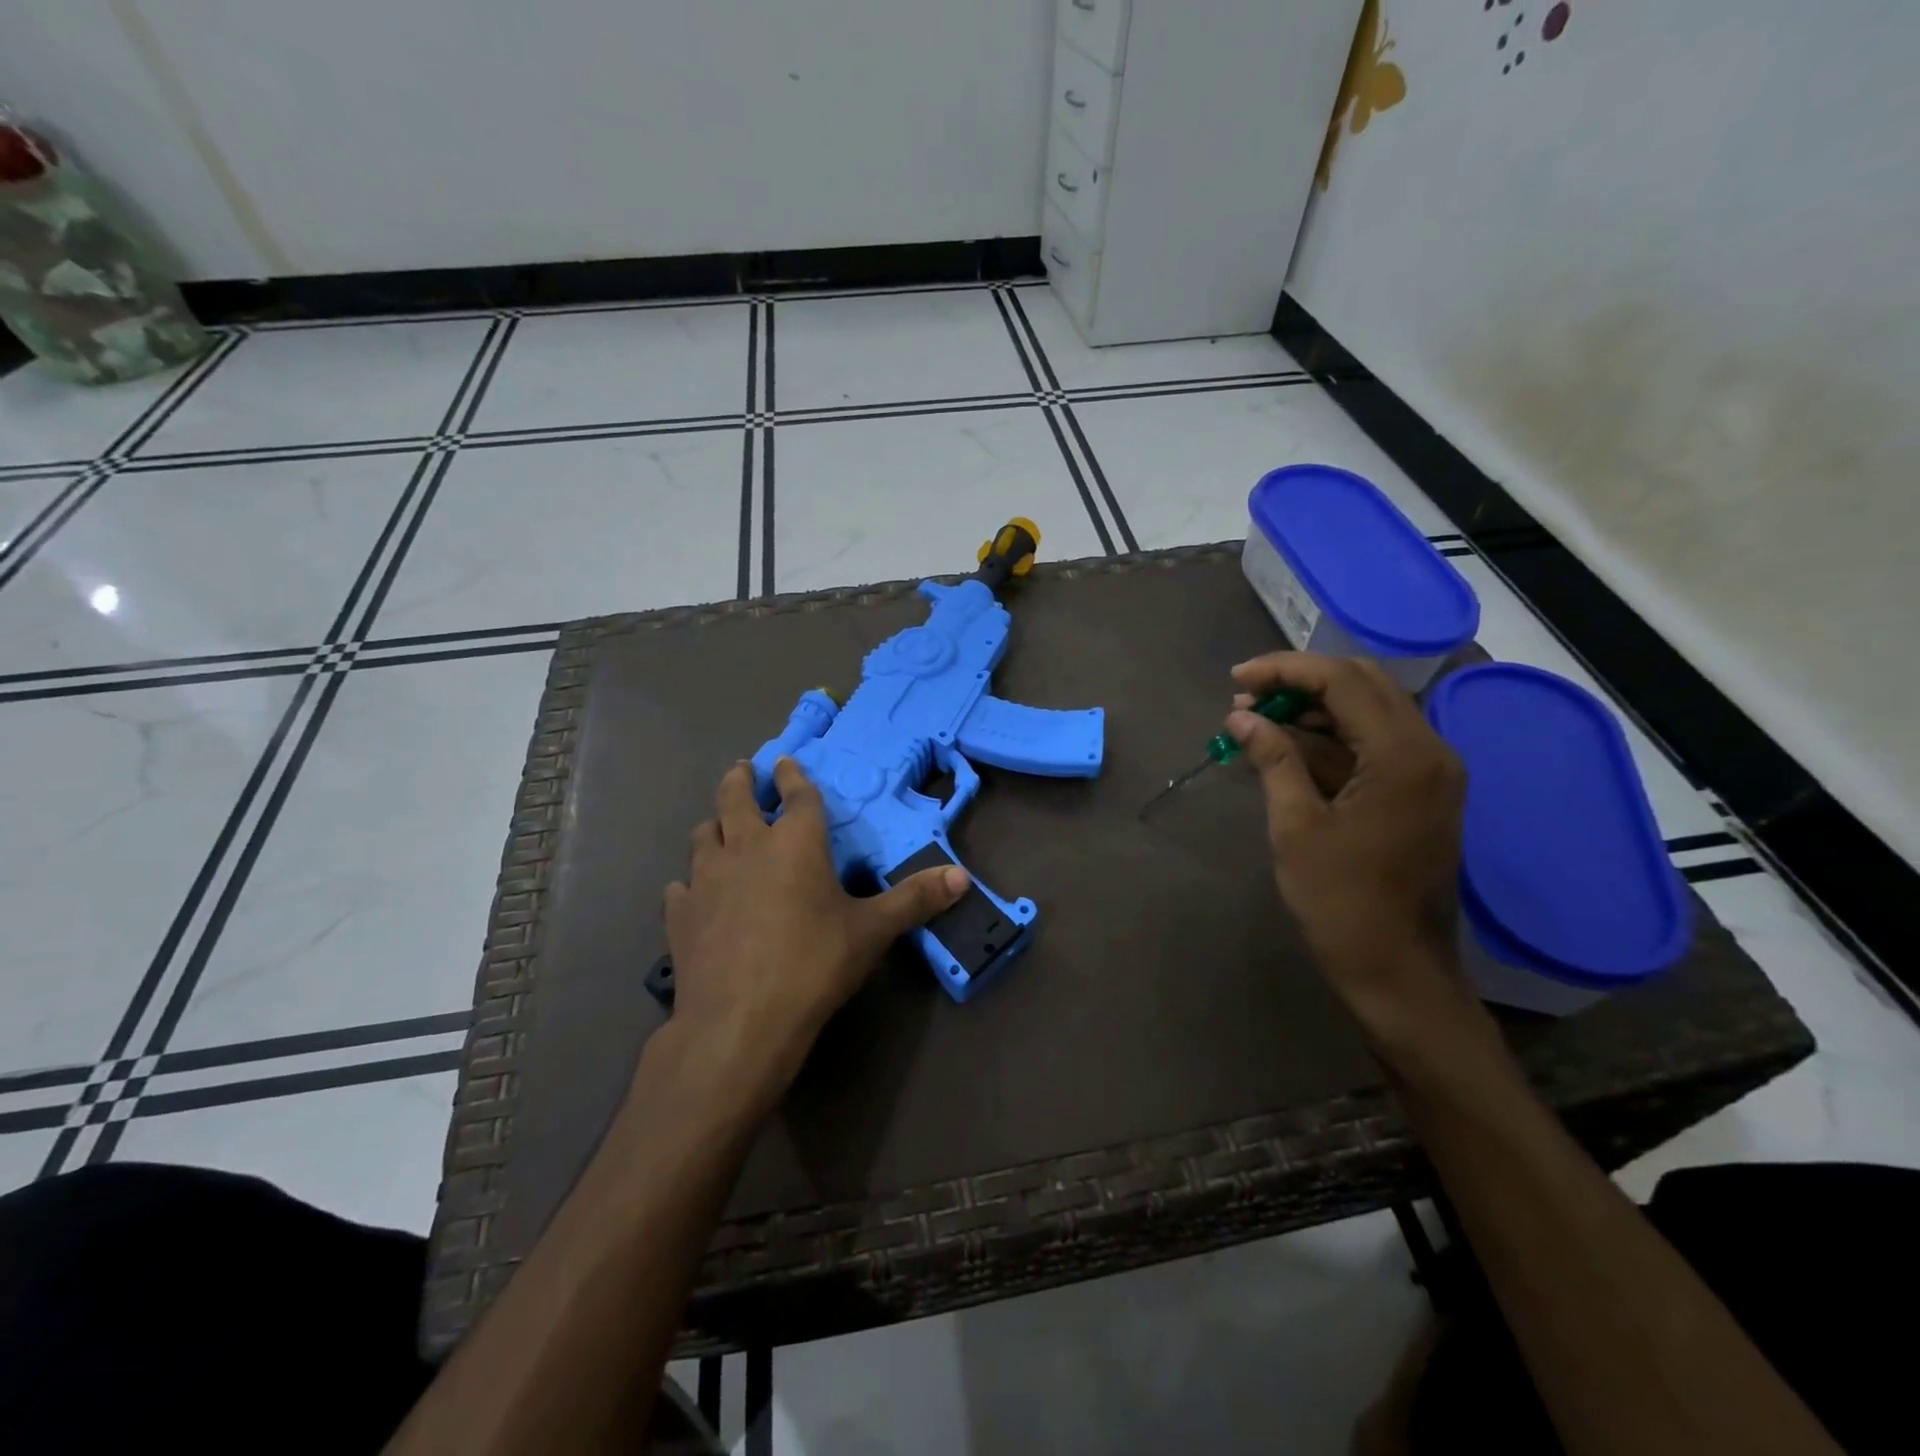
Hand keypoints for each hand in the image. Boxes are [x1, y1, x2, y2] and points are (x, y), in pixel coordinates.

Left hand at [660, 758, 968, 1119]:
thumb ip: (914, 900)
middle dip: (741, 779)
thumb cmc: (813, 964)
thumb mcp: (872, 932)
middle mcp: (746, 847)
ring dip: (713, 825)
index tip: (787, 762)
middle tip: (743, 770)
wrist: (740, 1021)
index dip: (793, 776)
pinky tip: (693, 893)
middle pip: (735, 798)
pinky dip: (689, 882)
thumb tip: (963, 877)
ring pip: (702, 835)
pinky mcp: (679, 914)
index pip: (796, 794)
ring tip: (719, 826)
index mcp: (795, 843)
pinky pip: (680, 886)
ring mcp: (706, 879)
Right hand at [1225, 653, 1469, 1037]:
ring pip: (1368, 713)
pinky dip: (1329, 740)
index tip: (1236, 680)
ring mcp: (1429, 773)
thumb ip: (1273, 760)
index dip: (1285, 670)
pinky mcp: (1419, 793)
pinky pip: (1372, 746)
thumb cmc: (1342, 903)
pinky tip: (1284, 749)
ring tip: (1254, 722)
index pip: (1344, 680)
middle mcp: (1429, 751)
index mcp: (1404, 755)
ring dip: (1312, 710)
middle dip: (1300, 683)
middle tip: (1245, 699)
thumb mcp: (1296, 827)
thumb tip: (1242, 717)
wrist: (1398, 972)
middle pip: (1363, 685)